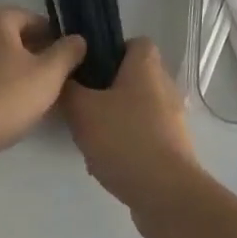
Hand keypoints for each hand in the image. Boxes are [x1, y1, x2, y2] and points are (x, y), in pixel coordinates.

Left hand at [0, 6, 86, 157]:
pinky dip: (2, 84)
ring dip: (19, 69)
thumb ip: (67, 52)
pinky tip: (16, 104)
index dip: (53, 34)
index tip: (69, 54)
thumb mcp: (49, 73)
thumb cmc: (8, 95)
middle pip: (13, 37)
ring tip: (40, 91)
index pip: (31, 17)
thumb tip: (78, 39)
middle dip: (36, 51)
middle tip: (58, 73)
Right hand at [60, 38, 205, 237]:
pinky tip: (104, 161)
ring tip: (88, 135)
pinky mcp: (172, 149)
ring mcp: (172, 121)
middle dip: (107, 88)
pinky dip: (125, 143)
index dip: (112, 49)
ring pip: (136, 108)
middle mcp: (164, 88)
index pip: (136, 42)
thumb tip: (64, 77)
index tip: (88, 65)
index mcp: (146, 68)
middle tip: (81, 101)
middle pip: (133, 77)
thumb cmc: (124, 139)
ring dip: (114, 119)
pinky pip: (143, 136)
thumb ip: (68, 89)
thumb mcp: (82, 110)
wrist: (166, 195)